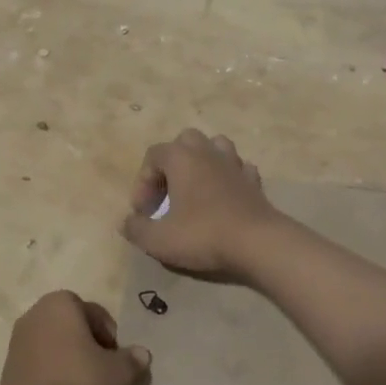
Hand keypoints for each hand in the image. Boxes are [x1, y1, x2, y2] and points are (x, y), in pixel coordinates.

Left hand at [0, 291, 151, 384]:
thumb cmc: (77, 384)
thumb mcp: (118, 374)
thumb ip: (133, 360)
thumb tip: (141, 354)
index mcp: (62, 303)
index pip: (96, 314)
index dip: (111, 338)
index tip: (116, 363)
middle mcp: (37, 312)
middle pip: (74, 327)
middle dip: (90, 347)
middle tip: (104, 374)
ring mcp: (18, 339)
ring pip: (56, 345)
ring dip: (71, 361)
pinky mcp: (8, 366)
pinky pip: (41, 363)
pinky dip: (54, 374)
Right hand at [120, 129, 281, 274]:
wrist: (258, 243)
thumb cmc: (203, 234)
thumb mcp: (159, 239)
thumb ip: (137, 229)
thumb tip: (127, 222)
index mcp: (181, 158)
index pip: (153, 155)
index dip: (142, 182)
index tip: (143, 212)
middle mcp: (207, 152)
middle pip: (185, 141)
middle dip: (172, 163)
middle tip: (167, 194)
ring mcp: (234, 164)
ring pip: (216, 146)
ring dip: (202, 162)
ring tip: (196, 188)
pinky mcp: (254, 181)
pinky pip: (239, 168)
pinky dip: (229, 177)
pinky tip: (224, 196)